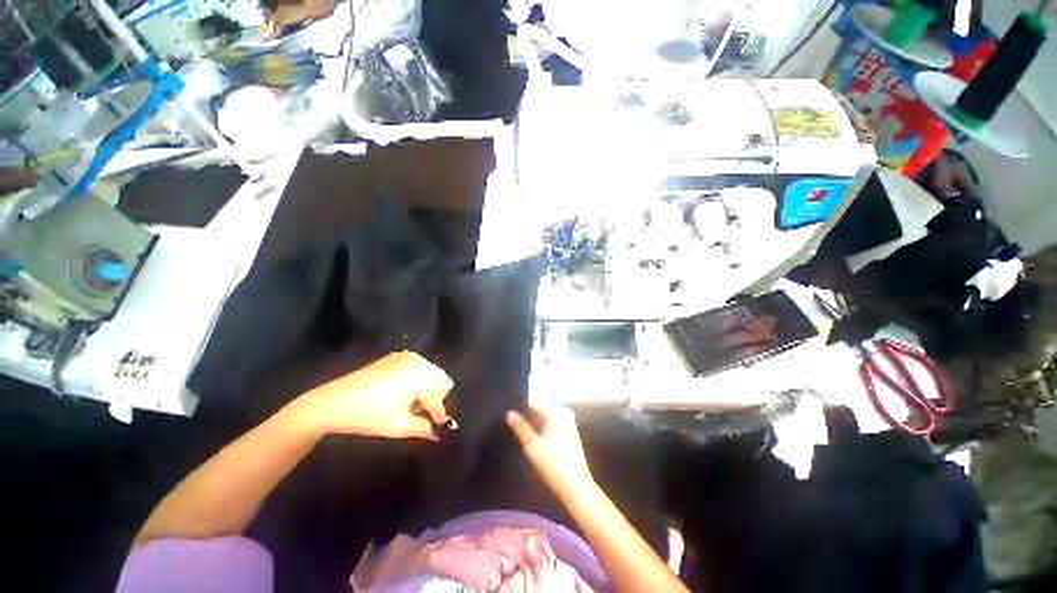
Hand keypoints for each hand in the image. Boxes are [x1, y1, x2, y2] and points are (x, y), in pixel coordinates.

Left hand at [301, 351, 453, 439]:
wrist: (332, 402)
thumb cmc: (367, 415)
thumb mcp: (398, 426)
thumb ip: (424, 428)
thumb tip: (438, 432)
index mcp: (420, 375)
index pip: (438, 398)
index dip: (439, 415)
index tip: (439, 428)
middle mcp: (418, 361)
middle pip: (441, 380)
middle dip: (436, 398)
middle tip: (421, 415)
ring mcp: (407, 356)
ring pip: (431, 373)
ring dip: (427, 389)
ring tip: (411, 406)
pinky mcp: (396, 357)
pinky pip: (419, 368)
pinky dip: (417, 381)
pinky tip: (402, 394)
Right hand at [506, 398, 594, 497]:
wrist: (576, 487)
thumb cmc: (553, 465)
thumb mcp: (532, 446)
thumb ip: (520, 427)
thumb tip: (509, 413)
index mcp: (556, 412)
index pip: (534, 400)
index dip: (521, 403)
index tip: (508, 407)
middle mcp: (563, 412)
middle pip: (540, 406)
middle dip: (527, 411)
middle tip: (510, 417)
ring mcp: (568, 421)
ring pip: (545, 415)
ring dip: (533, 419)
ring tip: (517, 425)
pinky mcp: (569, 431)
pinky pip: (551, 421)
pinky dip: (541, 425)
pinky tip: (531, 433)